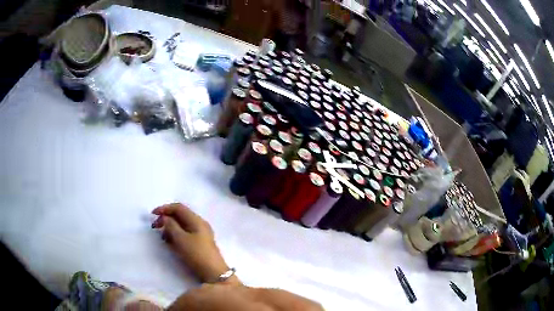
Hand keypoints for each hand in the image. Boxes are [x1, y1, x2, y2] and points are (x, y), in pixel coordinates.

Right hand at [152, 203, 238, 284]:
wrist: (214, 273)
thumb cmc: (197, 254)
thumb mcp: (181, 239)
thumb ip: (171, 226)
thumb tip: (165, 218)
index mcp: (196, 220)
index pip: (178, 207)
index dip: (164, 208)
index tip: (152, 215)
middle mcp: (199, 224)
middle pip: (180, 216)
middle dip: (166, 219)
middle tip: (155, 227)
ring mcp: (201, 234)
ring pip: (181, 226)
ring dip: (170, 228)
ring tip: (163, 238)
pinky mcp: (199, 244)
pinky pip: (185, 234)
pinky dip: (176, 236)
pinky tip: (170, 243)